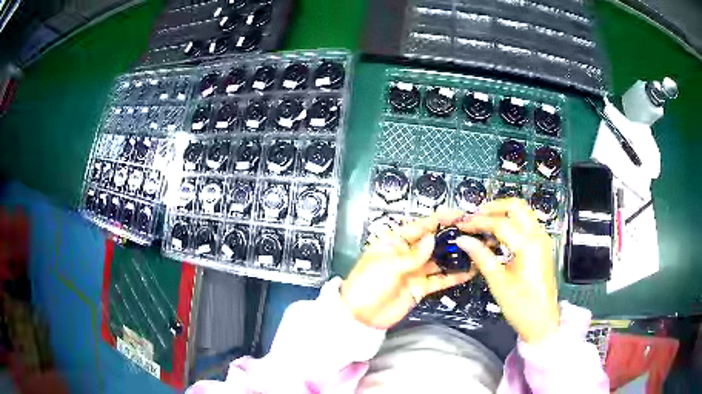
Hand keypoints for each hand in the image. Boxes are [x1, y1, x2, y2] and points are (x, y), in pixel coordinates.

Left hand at [341, 210, 476, 328]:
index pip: (421, 226)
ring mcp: (415, 271)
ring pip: (439, 260)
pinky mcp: (420, 287)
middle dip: (451, 237)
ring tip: (475, 250)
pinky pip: (439, 279)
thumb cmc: (367, 284)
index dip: (439, 219)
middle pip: (433, 242)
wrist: (360, 315)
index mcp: (395, 242)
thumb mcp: (388, 265)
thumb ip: (413, 254)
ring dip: (455, 256)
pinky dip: (453, 276)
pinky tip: (468, 271)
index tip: (458, 214)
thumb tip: (432, 239)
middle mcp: (407, 254)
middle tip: (472, 232)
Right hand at [455, 198, 559, 343]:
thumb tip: (464, 240)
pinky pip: (526, 224)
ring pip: (523, 212)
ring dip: (503, 213)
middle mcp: (538, 236)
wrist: (543, 321)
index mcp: (528, 245)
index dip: (478, 221)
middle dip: (493, 207)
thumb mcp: (498, 283)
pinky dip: (511, 222)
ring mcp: (542, 240)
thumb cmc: (522, 306)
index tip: (462, 224)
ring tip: (483, 223)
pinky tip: (498, 234)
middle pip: (516, 206)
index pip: (500, 223)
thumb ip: (481, 257)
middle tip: (474, 216)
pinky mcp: (542, 246)